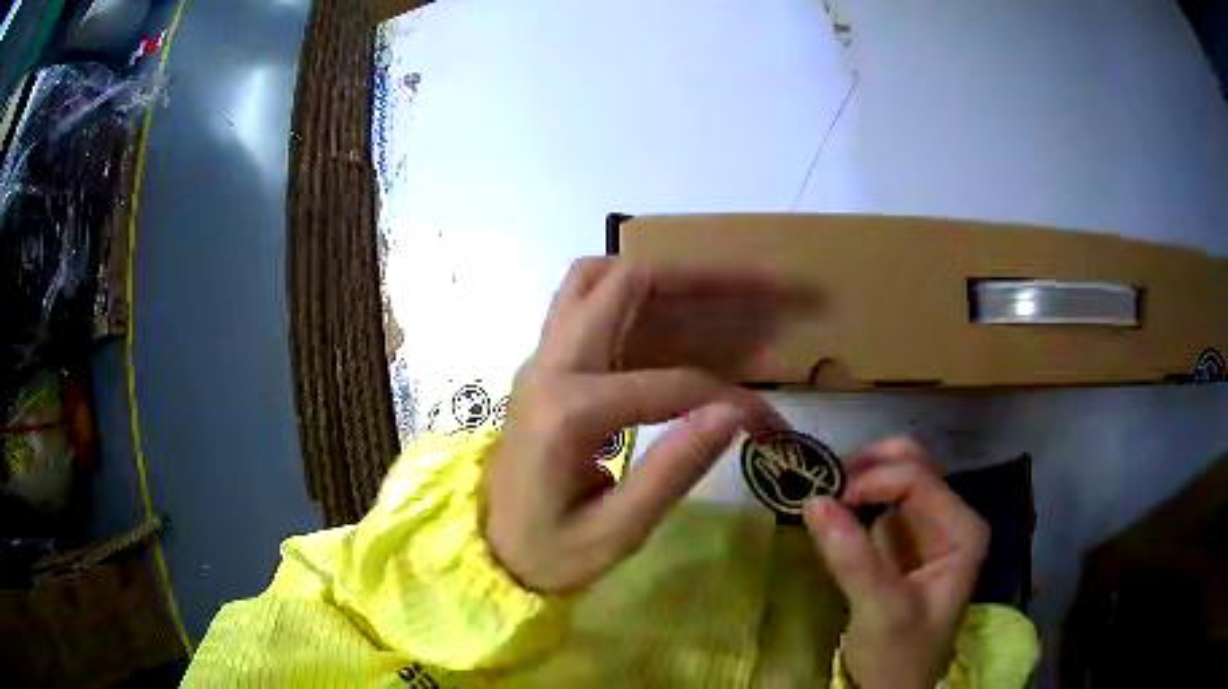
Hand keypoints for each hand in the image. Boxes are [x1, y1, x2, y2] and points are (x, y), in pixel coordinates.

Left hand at [484, 258, 787, 593]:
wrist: (489, 548)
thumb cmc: (548, 551)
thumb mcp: (615, 533)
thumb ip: (672, 472)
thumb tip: (732, 414)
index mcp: (568, 412)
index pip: (671, 385)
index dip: (729, 398)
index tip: (767, 422)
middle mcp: (549, 367)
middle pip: (622, 283)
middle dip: (694, 279)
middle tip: (751, 287)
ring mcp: (540, 359)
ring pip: (592, 279)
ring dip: (653, 277)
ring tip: (710, 295)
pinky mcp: (544, 366)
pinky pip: (583, 304)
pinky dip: (629, 297)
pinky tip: (665, 319)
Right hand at [803, 438, 988, 688]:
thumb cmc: (899, 655)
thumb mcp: (879, 610)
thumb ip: (851, 556)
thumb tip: (811, 499)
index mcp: (962, 529)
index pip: (919, 479)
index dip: (872, 480)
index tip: (826, 500)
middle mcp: (951, 519)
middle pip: (912, 466)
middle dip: (867, 468)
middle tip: (823, 486)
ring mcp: (928, 529)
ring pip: (894, 480)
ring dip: (858, 481)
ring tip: (822, 498)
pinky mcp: (904, 543)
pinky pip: (880, 505)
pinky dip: (854, 502)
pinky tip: (832, 514)